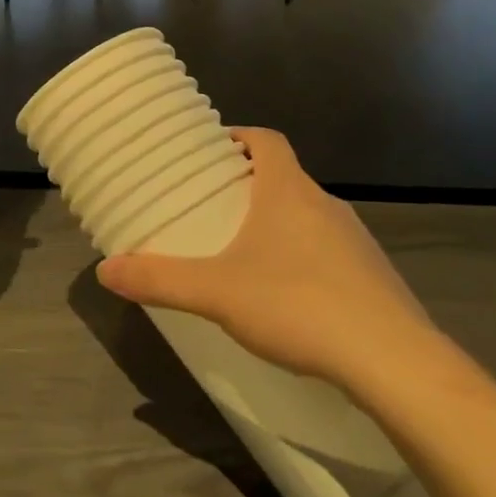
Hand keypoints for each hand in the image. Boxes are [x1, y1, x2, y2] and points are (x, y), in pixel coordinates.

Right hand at [96, 128, 436, 389]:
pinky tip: (289, 297)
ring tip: (245, 253)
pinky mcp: (373, 275)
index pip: (267, 140)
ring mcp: (356, 239)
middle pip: (285, 177)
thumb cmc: (297, 305)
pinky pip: (330, 251)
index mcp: (289, 192)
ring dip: (279, 223)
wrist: (391, 359)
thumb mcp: (216, 293)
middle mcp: (326, 204)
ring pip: (309, 215)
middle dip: (250, 186)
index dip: (240, 136)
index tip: (213, 151)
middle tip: (214, 208)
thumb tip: (104, 270)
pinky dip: (305, 258)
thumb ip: (160, 280)